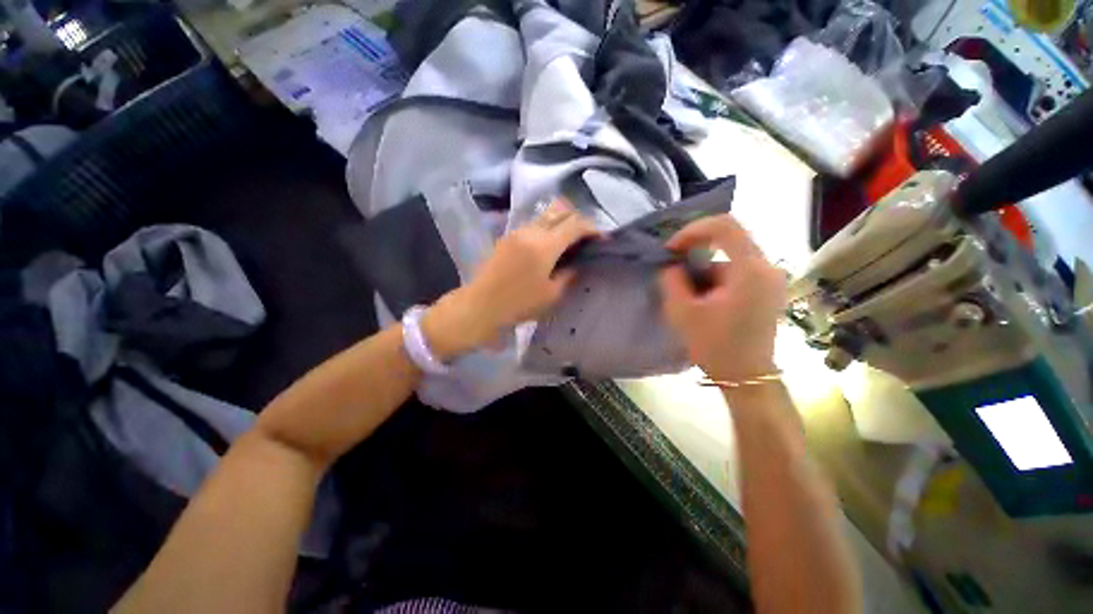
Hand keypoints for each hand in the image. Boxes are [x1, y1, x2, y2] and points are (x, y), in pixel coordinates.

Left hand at [423, 200, 598, 359]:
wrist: (480, 306)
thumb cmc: (518, 305)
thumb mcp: (551, 295)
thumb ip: (568, 275)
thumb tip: (577, 264)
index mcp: (545, 245)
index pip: (575, 224)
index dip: (592, 228)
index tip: (602, 238)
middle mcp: (531, 231)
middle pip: (560, 210)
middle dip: (577, 219)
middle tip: (585, 236)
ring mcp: (516, 231)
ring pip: (545, 215)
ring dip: (560, 222)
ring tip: (568, 241)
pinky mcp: (507, 237)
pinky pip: (532, 224)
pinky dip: (546, 228)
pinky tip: (548, 245)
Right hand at [659, 214, 785, 381]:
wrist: (747, 377)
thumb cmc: (715, 346)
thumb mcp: (682, 312)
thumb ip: (672, 280)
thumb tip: (672, 265)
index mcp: (750, 270)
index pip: (724, 225)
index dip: (693, 230)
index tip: (672, 249)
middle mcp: (767, 267)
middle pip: (728, 241)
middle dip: (696, 252)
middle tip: (674, 270)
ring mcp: (770, 278)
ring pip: (730, 258)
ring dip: (704, 270)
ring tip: (688, 295)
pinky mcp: (768, 289)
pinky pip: (737, 271)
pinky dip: (716, 279)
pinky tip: (704, 301)